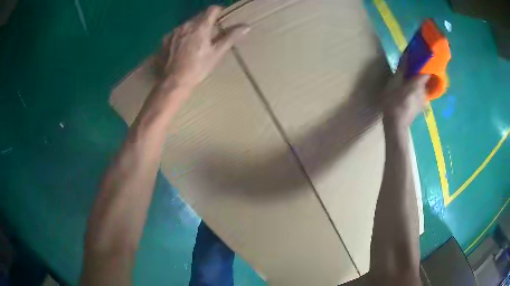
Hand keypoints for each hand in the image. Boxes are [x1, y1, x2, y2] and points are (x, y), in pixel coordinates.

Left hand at [157, 5, 249, 90]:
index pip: (212, 9)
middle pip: (199, 16)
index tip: (221, 17)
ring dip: (193, 28)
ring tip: (195, 42)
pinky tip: (182, 48)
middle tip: (210, 34)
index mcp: (201, 27)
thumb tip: (246, 26)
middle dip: (206, 21)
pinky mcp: (164, 39)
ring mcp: (173, 32)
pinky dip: (182, 35)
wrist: (172, 83)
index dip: (218, 11)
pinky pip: (176, 32)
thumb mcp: (216, 54)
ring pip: (187, 24)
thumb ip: (230, 37)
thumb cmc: (197, 69)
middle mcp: (186, 25)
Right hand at [382, 60, 429, 128]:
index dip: (426, 65)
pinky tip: (408, 95)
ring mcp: (423, 101)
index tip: (421, 60)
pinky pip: (420, 96)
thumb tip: (407, 55)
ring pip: (422, 88)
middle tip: (410, 71)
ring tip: (407, 83)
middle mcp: (424, 91)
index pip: (428, 71)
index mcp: (419, 84)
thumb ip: (402, 69)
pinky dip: (416, 92)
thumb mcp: (394, 83)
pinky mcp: (420, 108)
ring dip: (416, 84)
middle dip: (419, 75)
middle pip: (424, 80)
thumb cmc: (393, 102)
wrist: (396, 125)